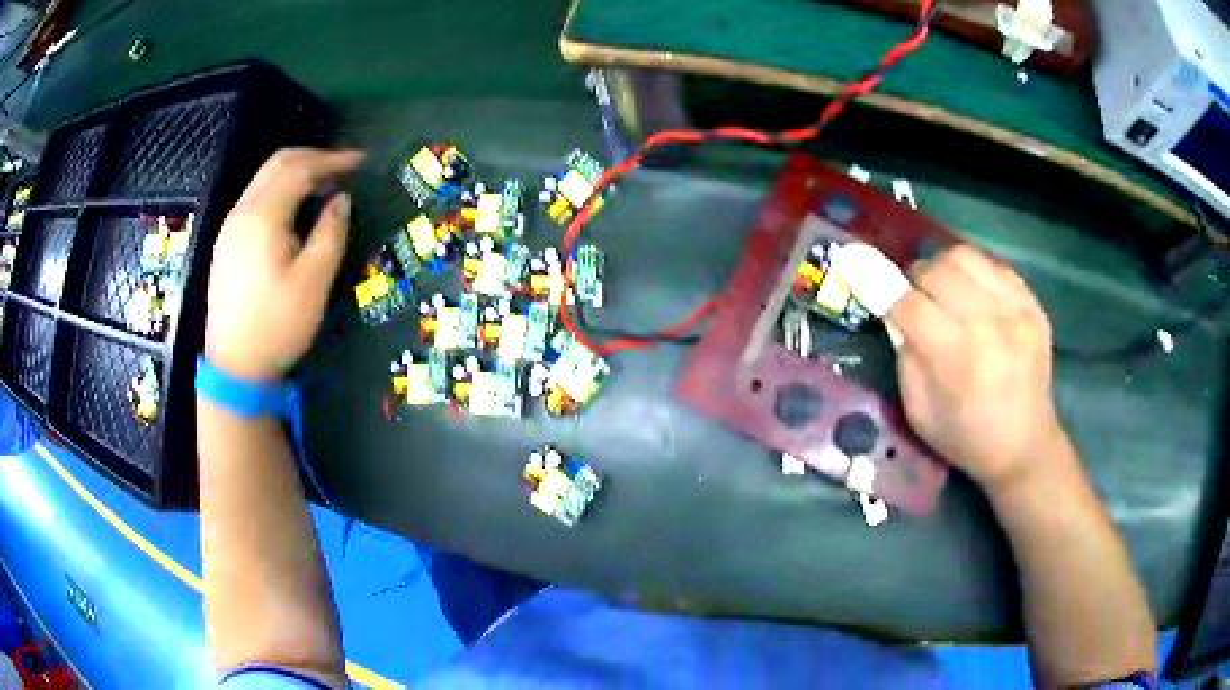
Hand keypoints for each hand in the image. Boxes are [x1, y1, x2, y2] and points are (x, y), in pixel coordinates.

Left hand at [205, 148, 363, 380]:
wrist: (234, 367)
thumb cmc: (276, 325)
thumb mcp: (313, 281)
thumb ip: (331, 232)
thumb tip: (341, 200)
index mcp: (263, 215)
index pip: (300, 167)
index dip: (333, 159)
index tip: (362, 162)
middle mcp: (242, 211)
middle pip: (278, 164)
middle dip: (314, 157)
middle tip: (345, 167)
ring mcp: (230, 227)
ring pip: (264, 179)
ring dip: (296, 172)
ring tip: (325, 185)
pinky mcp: (227, 243)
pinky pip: (256, 198)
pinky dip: (281, 190)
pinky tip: (295, 209)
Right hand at [884, 245, 1068, 493]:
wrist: (1025, 445)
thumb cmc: (965, 437)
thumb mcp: (919, 411)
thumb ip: (905, 356)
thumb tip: (893, 309)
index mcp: (956, 359)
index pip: (909, 303)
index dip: (881, 287)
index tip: (862, 274)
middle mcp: (988, 325)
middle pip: (936, 270)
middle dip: (915, 280)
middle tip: (916, 298)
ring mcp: (1015, 309)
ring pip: (964, 256)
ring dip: (944, 268)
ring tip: (945, 290)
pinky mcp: (1032, 303)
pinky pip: (993, 263)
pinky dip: (974, 272)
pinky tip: (973, 295)